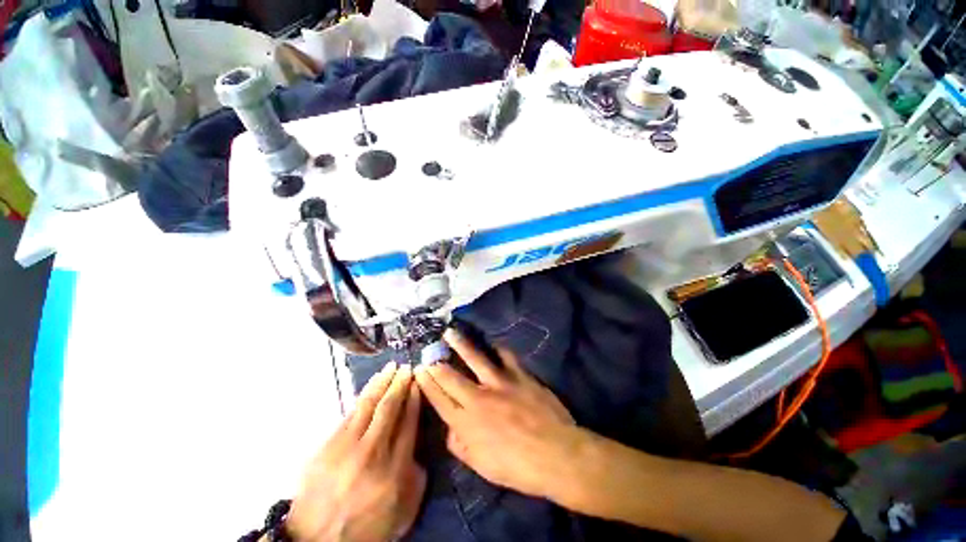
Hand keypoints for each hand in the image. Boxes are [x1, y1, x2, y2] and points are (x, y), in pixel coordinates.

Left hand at [287, 363, 425, 541]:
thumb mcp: (404, 510)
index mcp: (394, 469)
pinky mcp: (327, 446)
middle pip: (389, 408)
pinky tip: (370, 387)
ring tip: (390, 368)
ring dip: (381, 383)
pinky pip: (349, 413)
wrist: (316, 541)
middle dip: (399, 384)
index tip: (417, 382)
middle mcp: (371, 452)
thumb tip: (416, 442)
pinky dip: (362, 396)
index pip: (408, 422)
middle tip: (406, 367)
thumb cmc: (367, 526)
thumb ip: (416, 475)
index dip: (414, 398)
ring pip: (368, 405)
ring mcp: (346, 447)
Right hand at [414, 329, 584, 498]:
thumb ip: (460, 446)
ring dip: (460, 344)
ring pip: (475, 358)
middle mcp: (478, 398)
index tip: (419, 370)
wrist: (556, 454)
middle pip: (451, 376)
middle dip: (436, 363)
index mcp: (467, 423)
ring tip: (450, 332)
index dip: (427, 383)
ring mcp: (499, 383)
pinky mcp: (519, 375)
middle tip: (428, 351)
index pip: (439, 399)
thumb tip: (450, 429)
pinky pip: (506, 356)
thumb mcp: (482, 466)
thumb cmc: (517, 467)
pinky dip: (498, 348)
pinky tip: (492, 343)